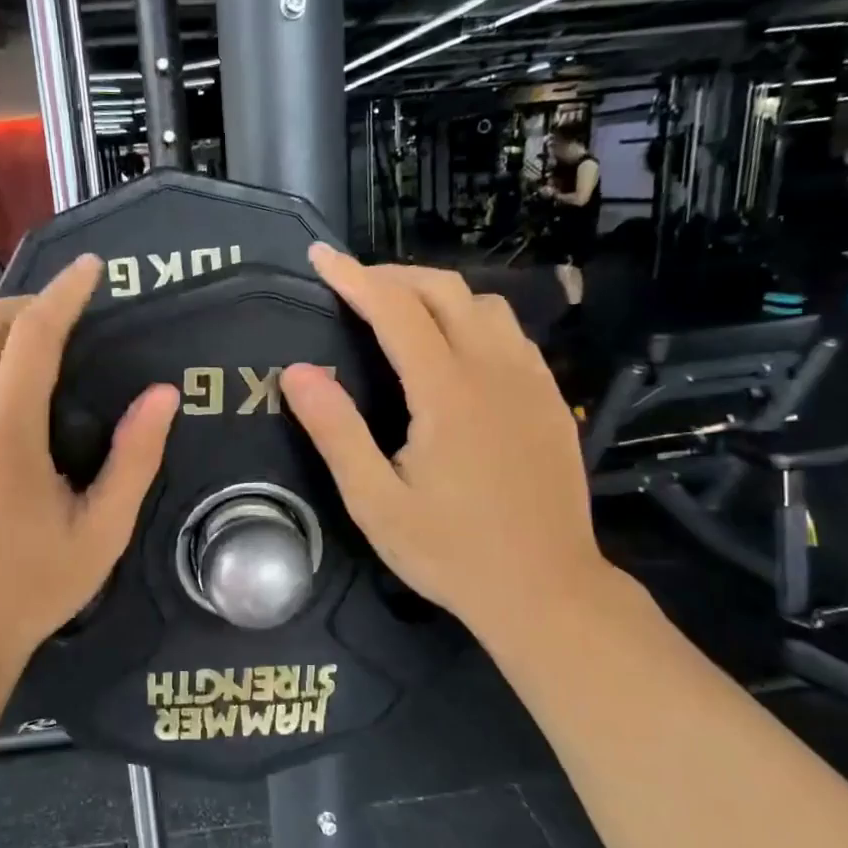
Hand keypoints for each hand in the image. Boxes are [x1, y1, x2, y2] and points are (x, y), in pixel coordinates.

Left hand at [0, 256, 178, 689]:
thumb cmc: (32, 588)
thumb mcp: (102, 532)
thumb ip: (135, 459)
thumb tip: (163, 394)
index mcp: (5, 434)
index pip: (36, 334)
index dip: (66, 292)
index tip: (90, 269)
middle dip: (23, 306)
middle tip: (57, 321)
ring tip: (17, 361)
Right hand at [279, 246, 607, 636]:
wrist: (545, 590)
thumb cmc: (451, 552)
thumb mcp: (375, 502)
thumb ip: (336, 432)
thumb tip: (297, 372)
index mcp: (447, 392)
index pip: (396, 309)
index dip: (354, 277)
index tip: (320, 257)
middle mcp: (495, 371)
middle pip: (446, 291)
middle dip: (395, 276)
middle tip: (354, 286)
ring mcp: (532, 383)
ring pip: (487, 306)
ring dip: (439, 294)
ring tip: (401, 312)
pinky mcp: (551, 402)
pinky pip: (513, 335)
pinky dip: (475, 320)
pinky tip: (457, 349)